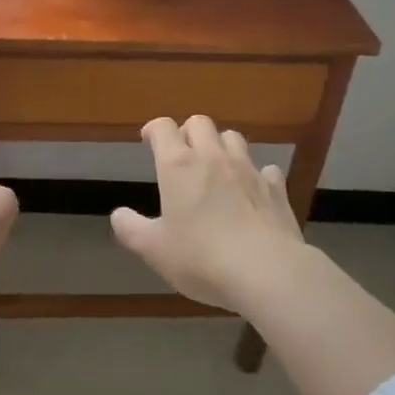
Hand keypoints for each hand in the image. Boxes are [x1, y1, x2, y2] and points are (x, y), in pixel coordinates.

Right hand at [111, 116, 303, 310]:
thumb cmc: (201, 258)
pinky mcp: (276, 189)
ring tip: (216, 167)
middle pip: (200, 123)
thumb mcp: (154, 250)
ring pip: (233, 138)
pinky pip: (265, 169)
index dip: (154, 129)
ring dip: (221, 145)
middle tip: (182, 153)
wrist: (267, 272)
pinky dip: (256, 174)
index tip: (148, 140)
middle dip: (188, 131)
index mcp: (178, 166)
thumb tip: (118, 215)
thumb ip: (131, 229)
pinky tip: (252, 190)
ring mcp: (248, 170)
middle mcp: (213, 157)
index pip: (163, 128)